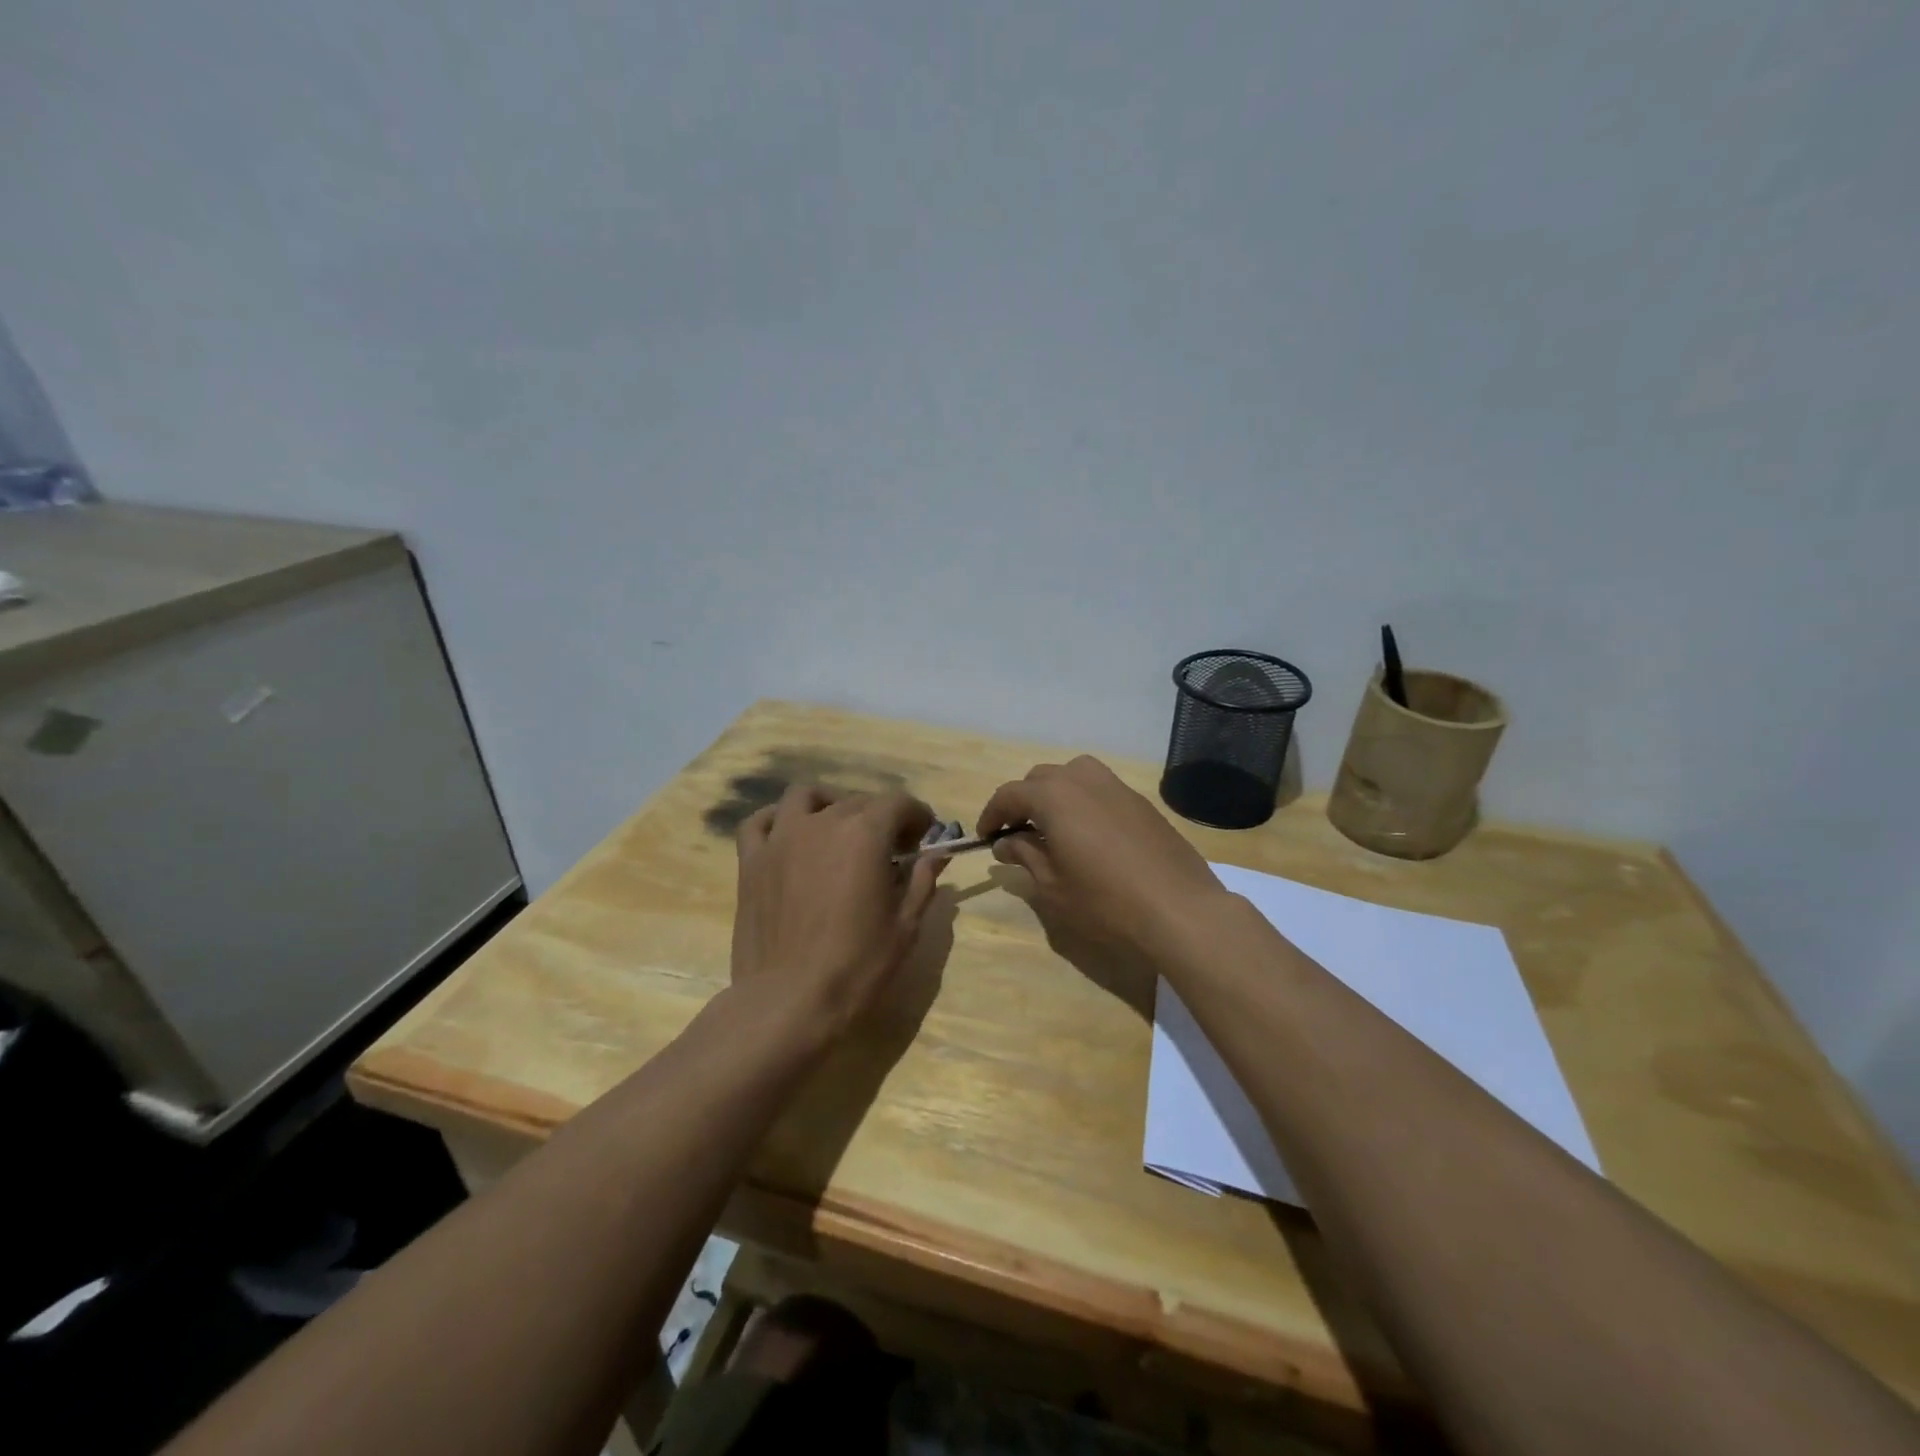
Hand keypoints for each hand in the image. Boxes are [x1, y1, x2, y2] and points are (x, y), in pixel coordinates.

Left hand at [732, 786, 945, 1037]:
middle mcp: (822, 823)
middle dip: (881, 818)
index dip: (917, 816)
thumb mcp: (905, 926)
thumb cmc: (857, 966)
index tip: (923, 838)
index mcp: (865, 834)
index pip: (899, 803)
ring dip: (830, 805)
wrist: (789, 1002)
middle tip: (890, 849)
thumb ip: (922, 881)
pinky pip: (760, 822)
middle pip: (858, 801)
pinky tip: (790, 837)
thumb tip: (936, 855)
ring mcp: (781, 838)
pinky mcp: (751, 860)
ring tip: (839, 831)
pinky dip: (777, 820)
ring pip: (806, 797)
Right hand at [976, 756, 1230, 962]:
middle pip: (1040, 778)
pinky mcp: (1141, 802)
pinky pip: (1100, 789)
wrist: (1179, 910)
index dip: (991, 815)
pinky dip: (1083, 802)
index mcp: (1054, 796)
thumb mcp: (1052, 886)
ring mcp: (1117, 787)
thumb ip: (1024, 856)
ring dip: (1054, 795)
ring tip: (1052, 828)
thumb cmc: (1105, 902)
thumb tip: (1006, 842)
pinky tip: (1089, 835)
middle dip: (1022, 802)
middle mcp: (1083, 779)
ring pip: (1073, 775)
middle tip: (1016, 834)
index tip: (985, 838)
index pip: (1009, 794)